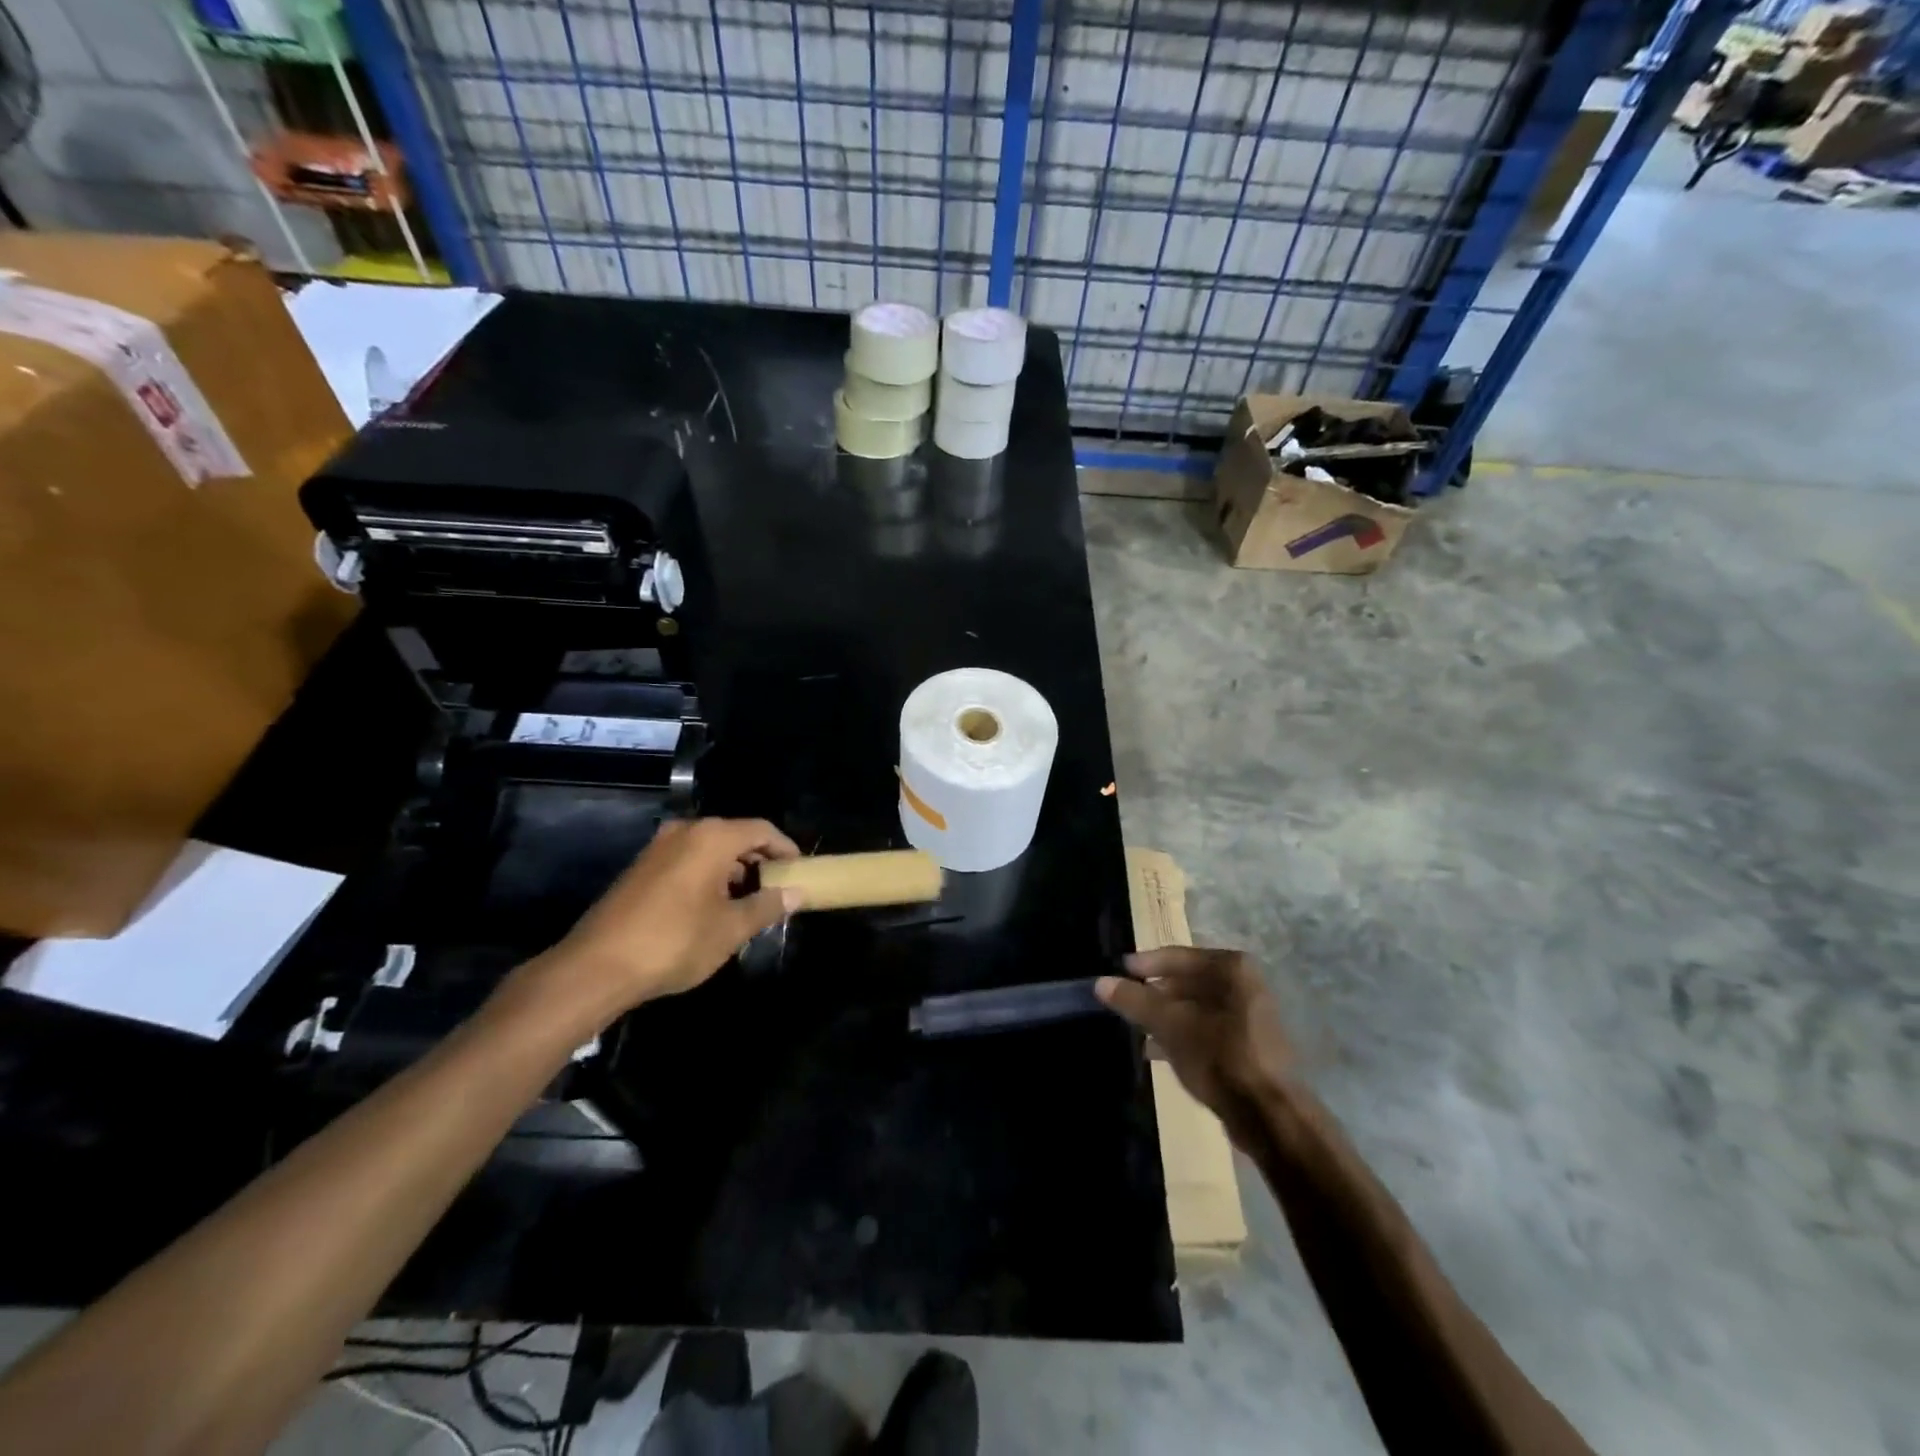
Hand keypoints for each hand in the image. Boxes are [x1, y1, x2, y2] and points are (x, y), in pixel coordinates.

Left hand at [549, 817, 800, 1011]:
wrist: (596, 967)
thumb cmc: (675, 941)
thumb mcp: (731, 928)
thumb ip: (767, 906)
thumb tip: (795, 893)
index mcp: (712, 837)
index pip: (762, 830)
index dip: (786, 849)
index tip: (800, 871)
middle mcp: (685, 831)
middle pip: (735, 836)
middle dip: (759, 861)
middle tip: (776, 890)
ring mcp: (658, 848)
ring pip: (709, 849)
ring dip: (732, 871)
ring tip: (747, 903)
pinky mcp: (640, 868)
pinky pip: (687, 860)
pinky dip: (707, 876)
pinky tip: (711, 908)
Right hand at [1096, 947, 1293, 1148]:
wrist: (1270, 1117)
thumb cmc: (1220, 1058)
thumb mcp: (1170, 1026)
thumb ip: (1135, 1001)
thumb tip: (1101, 982)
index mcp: (1232, 969)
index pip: (1177, 957)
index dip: (1145, 965)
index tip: (1119, 973)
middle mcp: (1245, 984)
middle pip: (1187, 982)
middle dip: (1155, 995)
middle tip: (1126, 1004)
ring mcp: (1251, 1016)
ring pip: (1196, 1008)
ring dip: (1167, 1017)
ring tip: (1138, 1030)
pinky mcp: (1250, 1046)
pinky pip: (1208, 1030)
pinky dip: (1184, 1036)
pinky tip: (1159, 1052)